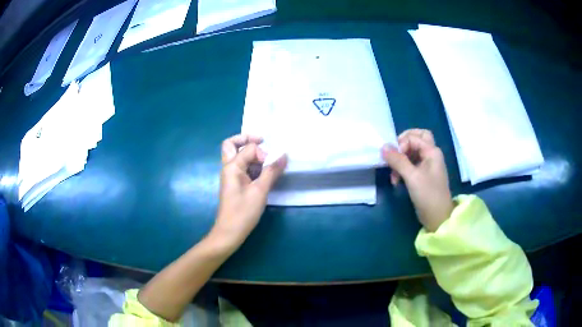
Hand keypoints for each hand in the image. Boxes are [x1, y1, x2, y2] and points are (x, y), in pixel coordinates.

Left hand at [213, 134, 286, 248]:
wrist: (229, 232)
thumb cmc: (243, 212)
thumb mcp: (260, 191)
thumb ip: (272, 171)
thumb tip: (284, 155)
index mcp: (231, 166)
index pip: (249, 148)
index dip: (263, 153)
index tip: (273, 165)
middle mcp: (228, 167)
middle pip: (231, 144)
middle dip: (246, 139)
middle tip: (262, 141)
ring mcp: (231, 176)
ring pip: (237, 156)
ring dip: (250, 153)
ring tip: (267, 160)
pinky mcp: (235, 184)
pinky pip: (242, 167)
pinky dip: (252, 165)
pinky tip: (264, 173)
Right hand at [382, 129, 453, 231]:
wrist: (438, 217)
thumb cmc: (428, 195)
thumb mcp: (412, 177)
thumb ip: (398, 161)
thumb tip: (383, 147)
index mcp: (432, 151)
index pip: (414, 137)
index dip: (402, 144)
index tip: (393, 159)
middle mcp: (431, 154)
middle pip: (416, 139)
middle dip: (403, 145)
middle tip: (393, 154)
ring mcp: (427, 165)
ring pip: (412, 152)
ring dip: (400, 160)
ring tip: (393, 175)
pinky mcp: (423, 175)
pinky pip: (411, 164)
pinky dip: (403, 169)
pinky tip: (396, 180)